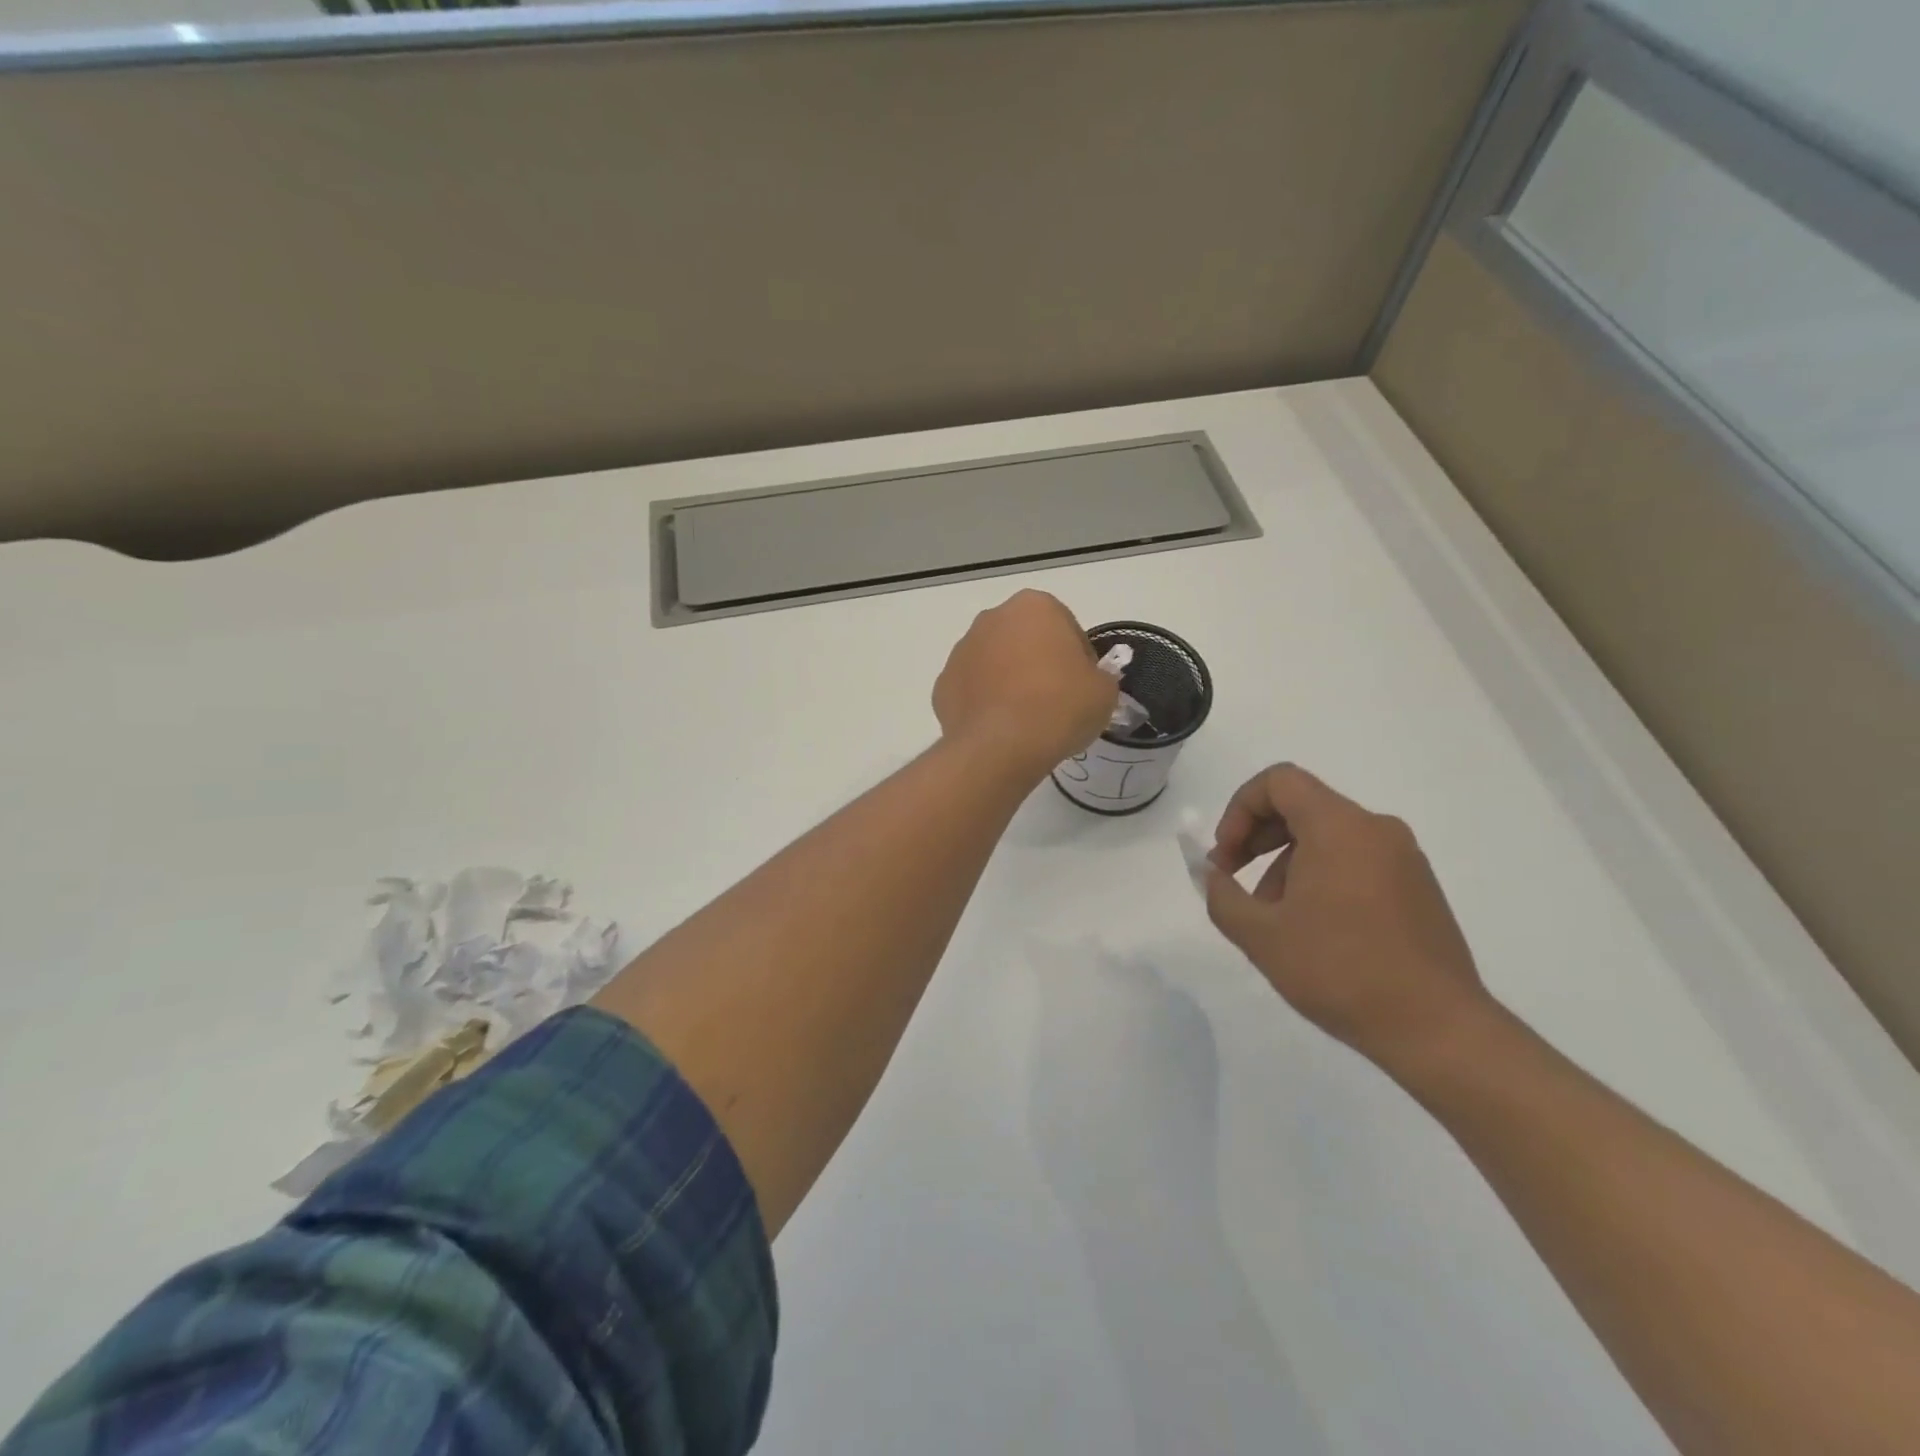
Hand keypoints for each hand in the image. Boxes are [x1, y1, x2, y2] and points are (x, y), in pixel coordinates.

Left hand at [933, 589, 1117, 782]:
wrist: (1000, 748)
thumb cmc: (1059, 707)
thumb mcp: (1104, 691)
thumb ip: (1098, 676)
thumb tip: (1084, 682)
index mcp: (1034, 606)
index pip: (1066, 627)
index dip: (1079, 658)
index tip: (1082, 686)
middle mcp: (992, 618)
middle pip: (1025, 640)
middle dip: (1038, 663)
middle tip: (1055, 701)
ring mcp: (961, 651)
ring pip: (994, 663)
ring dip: (1008, 681)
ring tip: (1026, 720)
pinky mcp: (942, 685)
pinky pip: (972, 691)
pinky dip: (985, 704)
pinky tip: (1000, 729)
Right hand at [1204, 764, 1496, 1078]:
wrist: (1438, 1029)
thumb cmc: (1340, 970)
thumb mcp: (1260, 935)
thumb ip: (1221, 895)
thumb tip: (1212, 873)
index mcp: (1339, 827)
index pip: (1279, 781)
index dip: (1239, 809)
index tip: (1227, 857)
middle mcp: (1376, 829)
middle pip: (1302, 805)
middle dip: (1257, 837)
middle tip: (1235, 880)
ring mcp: (1404, 858)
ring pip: (1328, 836)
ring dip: (1286, 862)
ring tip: (1274, 918)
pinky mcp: (1419, 887)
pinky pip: (1356, 860)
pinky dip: (1321, 876)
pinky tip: (1314, 929)